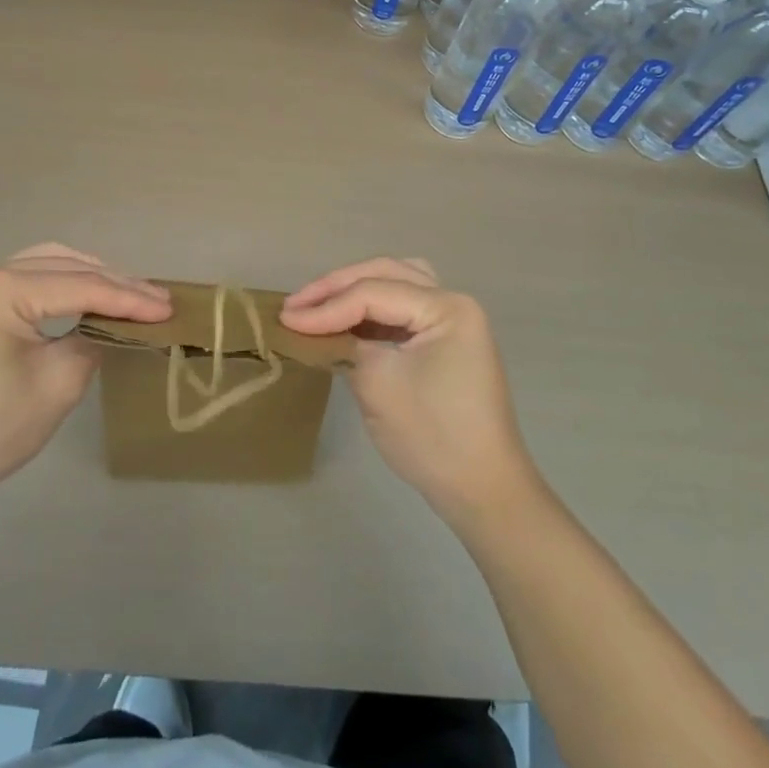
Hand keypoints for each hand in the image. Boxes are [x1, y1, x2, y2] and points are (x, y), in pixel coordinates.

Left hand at [0, 244, 170, 509]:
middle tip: (158, 299)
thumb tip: (115, 324)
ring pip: (44, 264)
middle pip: (63, 268)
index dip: (129, 298)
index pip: (80, 287)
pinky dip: (58, 282)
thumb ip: (95, 339)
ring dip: (89, 277)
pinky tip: (87, 291)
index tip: (168, 307)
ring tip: (132, 293)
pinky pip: (22, 276)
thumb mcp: (59, 384)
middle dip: (114, 284)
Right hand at [281, 258, 536, 527]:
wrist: (483, 492)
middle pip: (386, 275)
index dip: (326, 306)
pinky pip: (402, 309)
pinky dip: (372, 310)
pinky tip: (345, 323)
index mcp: (447, 307)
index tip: (285, 321)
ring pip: (395, 284)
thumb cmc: (433, 437)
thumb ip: (343, 344)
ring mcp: (453, 322)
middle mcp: (454, 302)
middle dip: (337, 287)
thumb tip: (311, 328)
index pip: (374, 292)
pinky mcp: (445, 342)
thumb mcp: (378, 384)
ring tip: (318, 305)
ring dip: (355, 291)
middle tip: (295, 305)